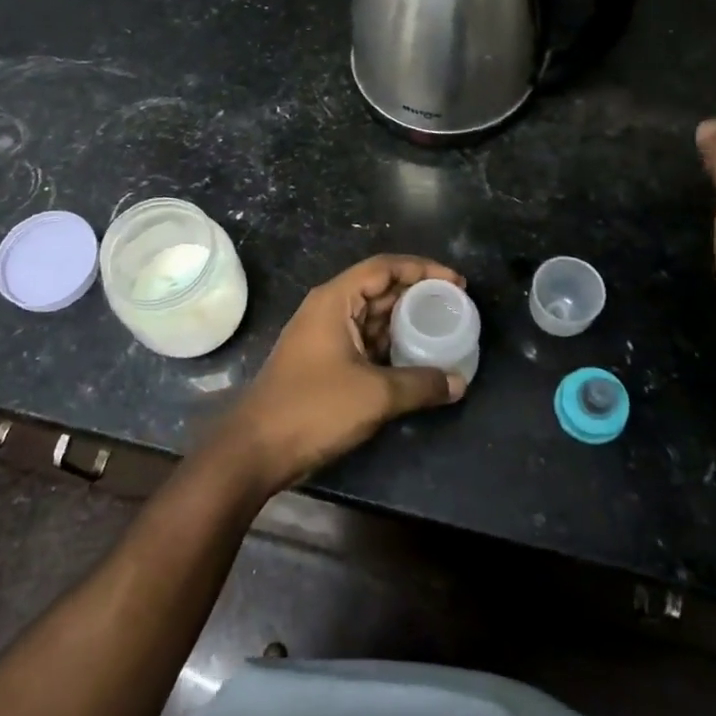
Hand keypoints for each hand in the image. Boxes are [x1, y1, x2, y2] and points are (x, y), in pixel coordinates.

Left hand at [214, 256, 467, 495]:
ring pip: (373, 317)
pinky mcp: (325, 362)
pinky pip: (365, 341)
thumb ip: (420, 384)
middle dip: (417, 294)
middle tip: (455, 306)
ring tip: (442, 329)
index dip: (423, 269)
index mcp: (335, 300)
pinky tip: (416, 358)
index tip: (456, 282)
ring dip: (405, 321)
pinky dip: (390, 344)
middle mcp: (329, 309)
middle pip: (380, 288)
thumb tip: (458, 382)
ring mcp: (325, 336)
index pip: (384, 267)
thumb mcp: (375, 394)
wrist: (257, 448)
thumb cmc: (314, 408)